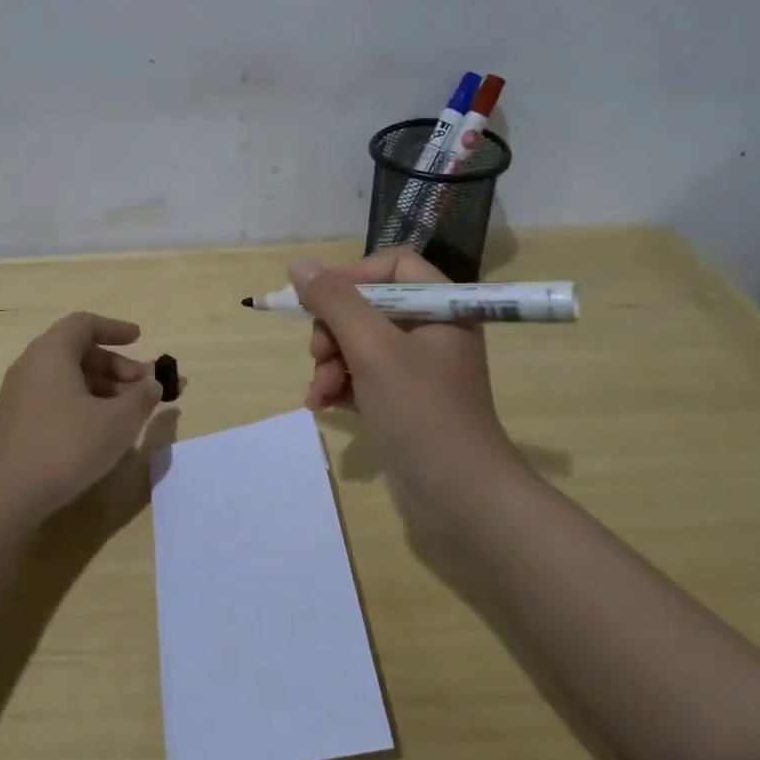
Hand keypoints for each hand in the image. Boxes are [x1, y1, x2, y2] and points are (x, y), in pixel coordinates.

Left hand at [0, 312, 163, 511]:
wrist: (7, 496)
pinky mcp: (16, 422)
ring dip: (102, 387)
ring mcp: (19, 395)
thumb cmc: (66, 446)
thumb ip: (141, 397)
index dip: (114, 329)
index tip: (139, 339)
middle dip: (115, 365)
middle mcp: (31, 365)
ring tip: (128, 412)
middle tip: (142, 386)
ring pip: (67, 377)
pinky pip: (55, 397)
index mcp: (51, 353)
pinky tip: (101, 430)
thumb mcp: (117, 421)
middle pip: (77, 351)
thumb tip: (152, 384)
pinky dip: (82, 402)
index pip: (84, 324)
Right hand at [294, 250, 519, 505]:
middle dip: (333, 329)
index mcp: (440, 307)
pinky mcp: (402, 400)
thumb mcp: (373, 349)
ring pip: (358, 343)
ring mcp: (417, 368)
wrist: (459, 494)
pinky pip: (361, 375)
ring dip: (330, 362)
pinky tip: (322, 404)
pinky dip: (340, 385)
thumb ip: (335, 302)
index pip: (392, 266)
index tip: (321, 300)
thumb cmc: (421, 410)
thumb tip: (300, 265)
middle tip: (319, 354)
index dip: (353, 276)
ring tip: (319, 391)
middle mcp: (431, 330)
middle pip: (367, 306)